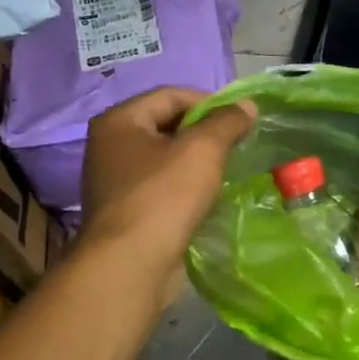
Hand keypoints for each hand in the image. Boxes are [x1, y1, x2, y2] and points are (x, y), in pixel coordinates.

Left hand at [79, 89, 255, 264]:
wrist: (132, 264)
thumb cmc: (164, 197)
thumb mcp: (203, 149)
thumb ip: (227, 122)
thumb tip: (247, 106)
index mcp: (120, 121)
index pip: (171, 95)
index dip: (210, 102)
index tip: (241, 121)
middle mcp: (111, 146)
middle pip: (167, 126)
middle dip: (205, 134)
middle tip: (238, 146)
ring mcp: (116, 181)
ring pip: (167, 159)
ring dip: (198, 163)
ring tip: (227, 172)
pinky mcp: (128, 212)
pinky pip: (163, 188)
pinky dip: (187, 188)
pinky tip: (208, 199)